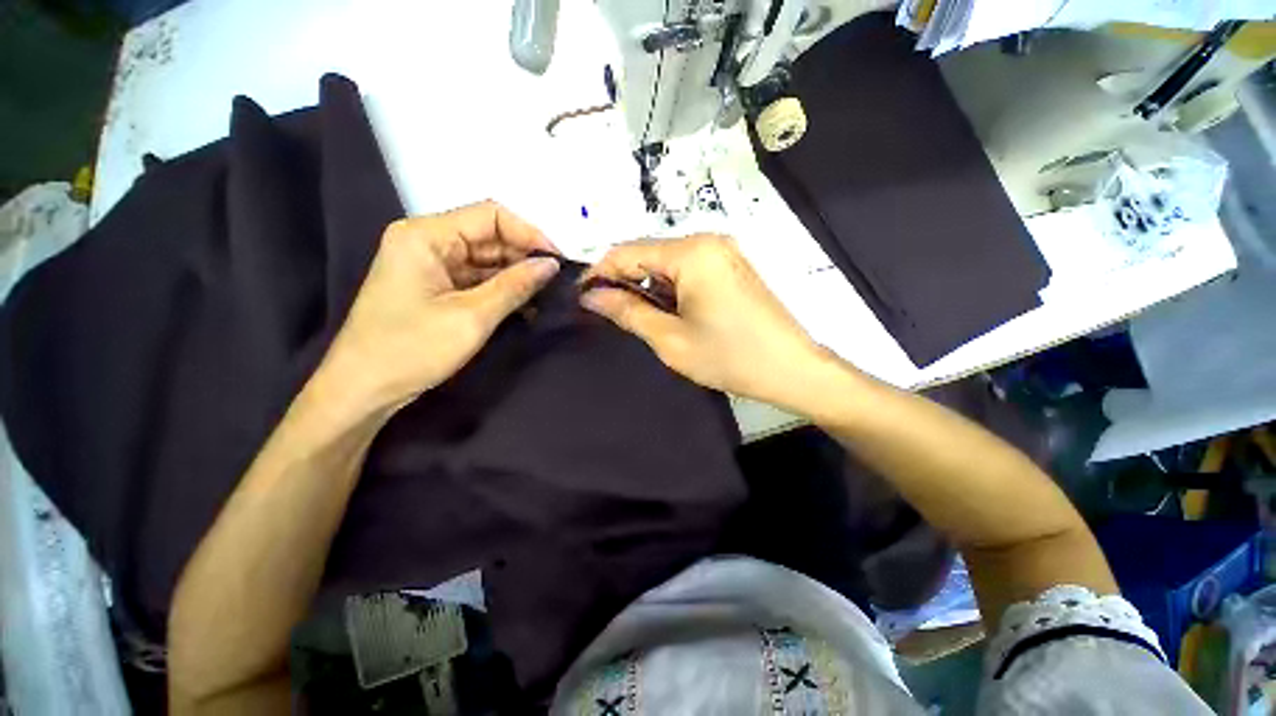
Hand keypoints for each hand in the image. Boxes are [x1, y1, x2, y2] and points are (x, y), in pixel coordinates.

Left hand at [318, 201, 558, 415]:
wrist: (358, 392)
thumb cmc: (408, 351)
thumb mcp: (468, 320)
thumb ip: (513, 287)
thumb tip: (551, 265)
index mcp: (424, 233)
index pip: (489, 215)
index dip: (529, 233)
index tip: (560, 261)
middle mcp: (420, 238)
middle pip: (482, 234)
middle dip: (519, 257)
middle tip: (557, 283)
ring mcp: (419, 262)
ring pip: (475, 257)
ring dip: (507, 276)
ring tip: (544, 298)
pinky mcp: (420, 285)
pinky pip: (462, 277)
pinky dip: (488, 290)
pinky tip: (517, 306)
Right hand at [580, 235, 826, 407]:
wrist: (792, 368)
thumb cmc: (731, 356)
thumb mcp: (671, 339)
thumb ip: (627, 311)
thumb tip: (590, 295)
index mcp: (691, 251)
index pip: (627, 251)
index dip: (598, 273)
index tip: (579, 299)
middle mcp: (707, 239)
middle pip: (648, 251)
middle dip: (623, 279)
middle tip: (604, 313)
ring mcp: (723, 251)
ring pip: (667, 260)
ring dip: (647, 284)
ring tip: (634, 318)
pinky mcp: (733, 265)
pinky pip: (689, 266)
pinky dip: (670, 285)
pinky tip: (666, 312)